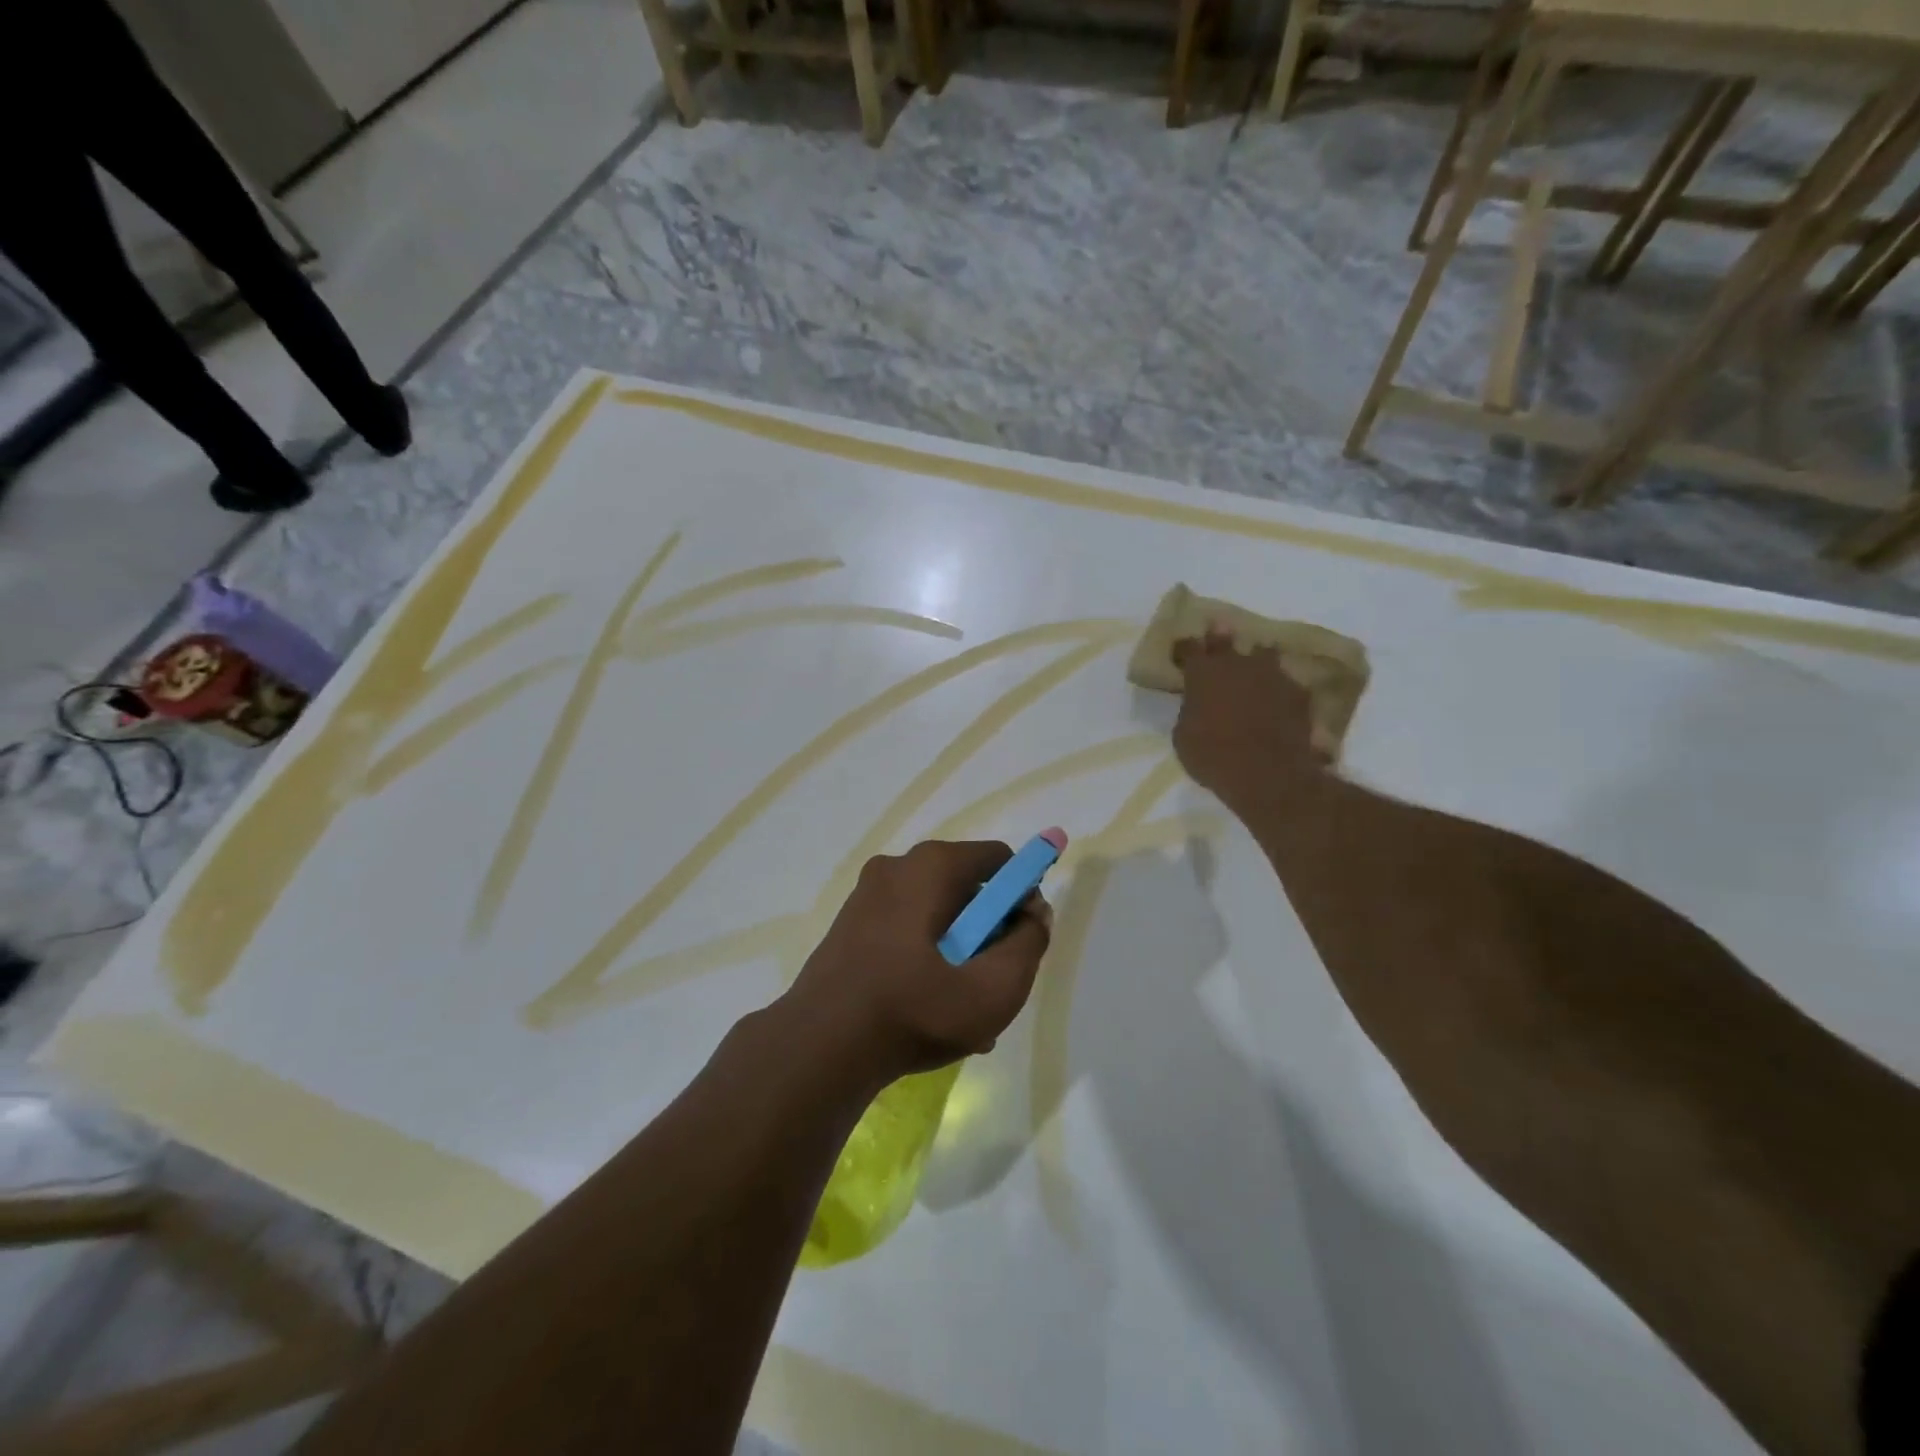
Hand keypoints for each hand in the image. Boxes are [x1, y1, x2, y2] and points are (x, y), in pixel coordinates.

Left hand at [781, 840, 1051, 1086]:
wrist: (818, 1048)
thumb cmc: (915, 1010)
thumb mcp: (995, 987)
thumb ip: (1030, 943)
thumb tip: (1034, 913)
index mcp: (931, 866)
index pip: (999, 860)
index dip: (1022, 895)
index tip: (1023, 940)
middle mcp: (896, 868)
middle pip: (966, 889)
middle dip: (988, 932)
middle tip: (992, 982)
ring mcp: (866, 896)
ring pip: (935, 916)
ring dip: (958, 953)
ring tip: (962, 1010)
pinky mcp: (848, 926)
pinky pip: (904, 932)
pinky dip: (925, 959)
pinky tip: (928, 1011)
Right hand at [1171, 628, 1319, 808]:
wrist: (1268, 774)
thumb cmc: (1213, 757)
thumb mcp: (1183, 736)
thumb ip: (1190, 710)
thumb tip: (1196, 704)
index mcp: (1202, 673)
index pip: (1189, 648)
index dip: (1184, 647)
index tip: (1182, 648)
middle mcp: (1237, 664)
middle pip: (1226, 640)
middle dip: (1219, 636)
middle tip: (1218, 628)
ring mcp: (1272, 675)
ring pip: (1263, 653)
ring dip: (1256, 656)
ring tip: (1255, 660)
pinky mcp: (1298, 693)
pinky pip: (1286, 681)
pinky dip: (1279, 686)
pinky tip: (1279, 695)